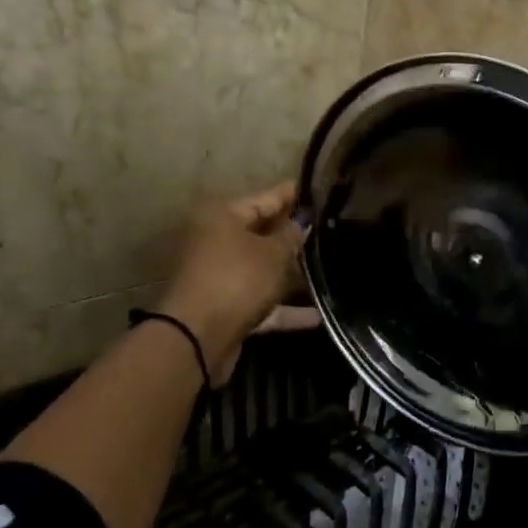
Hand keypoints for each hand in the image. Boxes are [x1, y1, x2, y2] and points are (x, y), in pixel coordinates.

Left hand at [162, 180, 318, 384]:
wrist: (198, 337)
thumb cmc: (237, 280)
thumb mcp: (273, 254)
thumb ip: (292, 236)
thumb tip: (301, 223)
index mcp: (222, 217)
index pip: (264, 199)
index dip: (291, 195)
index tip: (315, 189)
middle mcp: (216, 241)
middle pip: (261, 235)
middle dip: (293, 237)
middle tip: (327, 230)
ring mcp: (219, 276)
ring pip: (262, 270)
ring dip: (292, 275)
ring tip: (329, 270)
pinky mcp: (225, 307)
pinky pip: (261, 302)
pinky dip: (285, 309)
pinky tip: (318, 315)